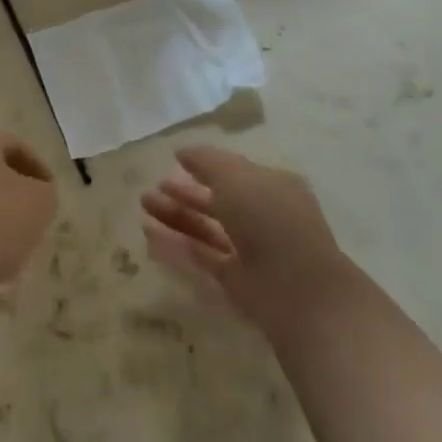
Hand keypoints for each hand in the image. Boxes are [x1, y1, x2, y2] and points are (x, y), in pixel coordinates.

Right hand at [140, 145, 354, 334]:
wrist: (298, 290)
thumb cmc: (269, 219)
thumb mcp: (236, 177)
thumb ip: (206, 161)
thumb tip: (182, 152)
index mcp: (271, 186)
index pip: (234, 172)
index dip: (204, 166)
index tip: (174, 161)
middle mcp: (262, 216)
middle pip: (217, 201)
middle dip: (184, 193)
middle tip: (151, 188)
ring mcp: (250, 250)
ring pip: (207, 228)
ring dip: (175, 216)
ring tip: (143, 206)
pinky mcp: (236, 280)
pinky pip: (202, 255)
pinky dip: (177, 244)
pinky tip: (149, 234)